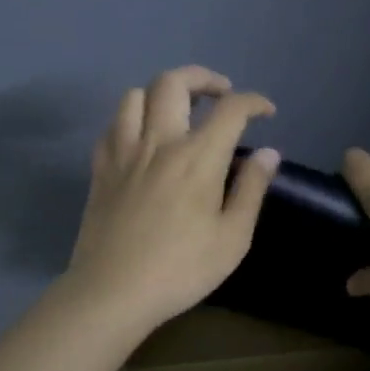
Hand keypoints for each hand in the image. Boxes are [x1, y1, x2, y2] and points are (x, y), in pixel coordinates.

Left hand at [64, 66, 280, 331]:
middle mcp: (159, 142)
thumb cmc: (181, 270)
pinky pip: (112, 126)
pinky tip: (143, 139)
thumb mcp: (233, 238)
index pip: (231, 109)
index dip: (254, 102)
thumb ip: (252, 190)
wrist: (113, 292)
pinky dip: (131, 120)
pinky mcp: (101, 169)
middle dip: (204, 78)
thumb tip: (268, 153)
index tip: (266, 111)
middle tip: (221, 94)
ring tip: (179, 111)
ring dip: (162, 93)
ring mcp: (124, 152)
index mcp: (198, 157)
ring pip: (135, 95)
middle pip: (174, 82)